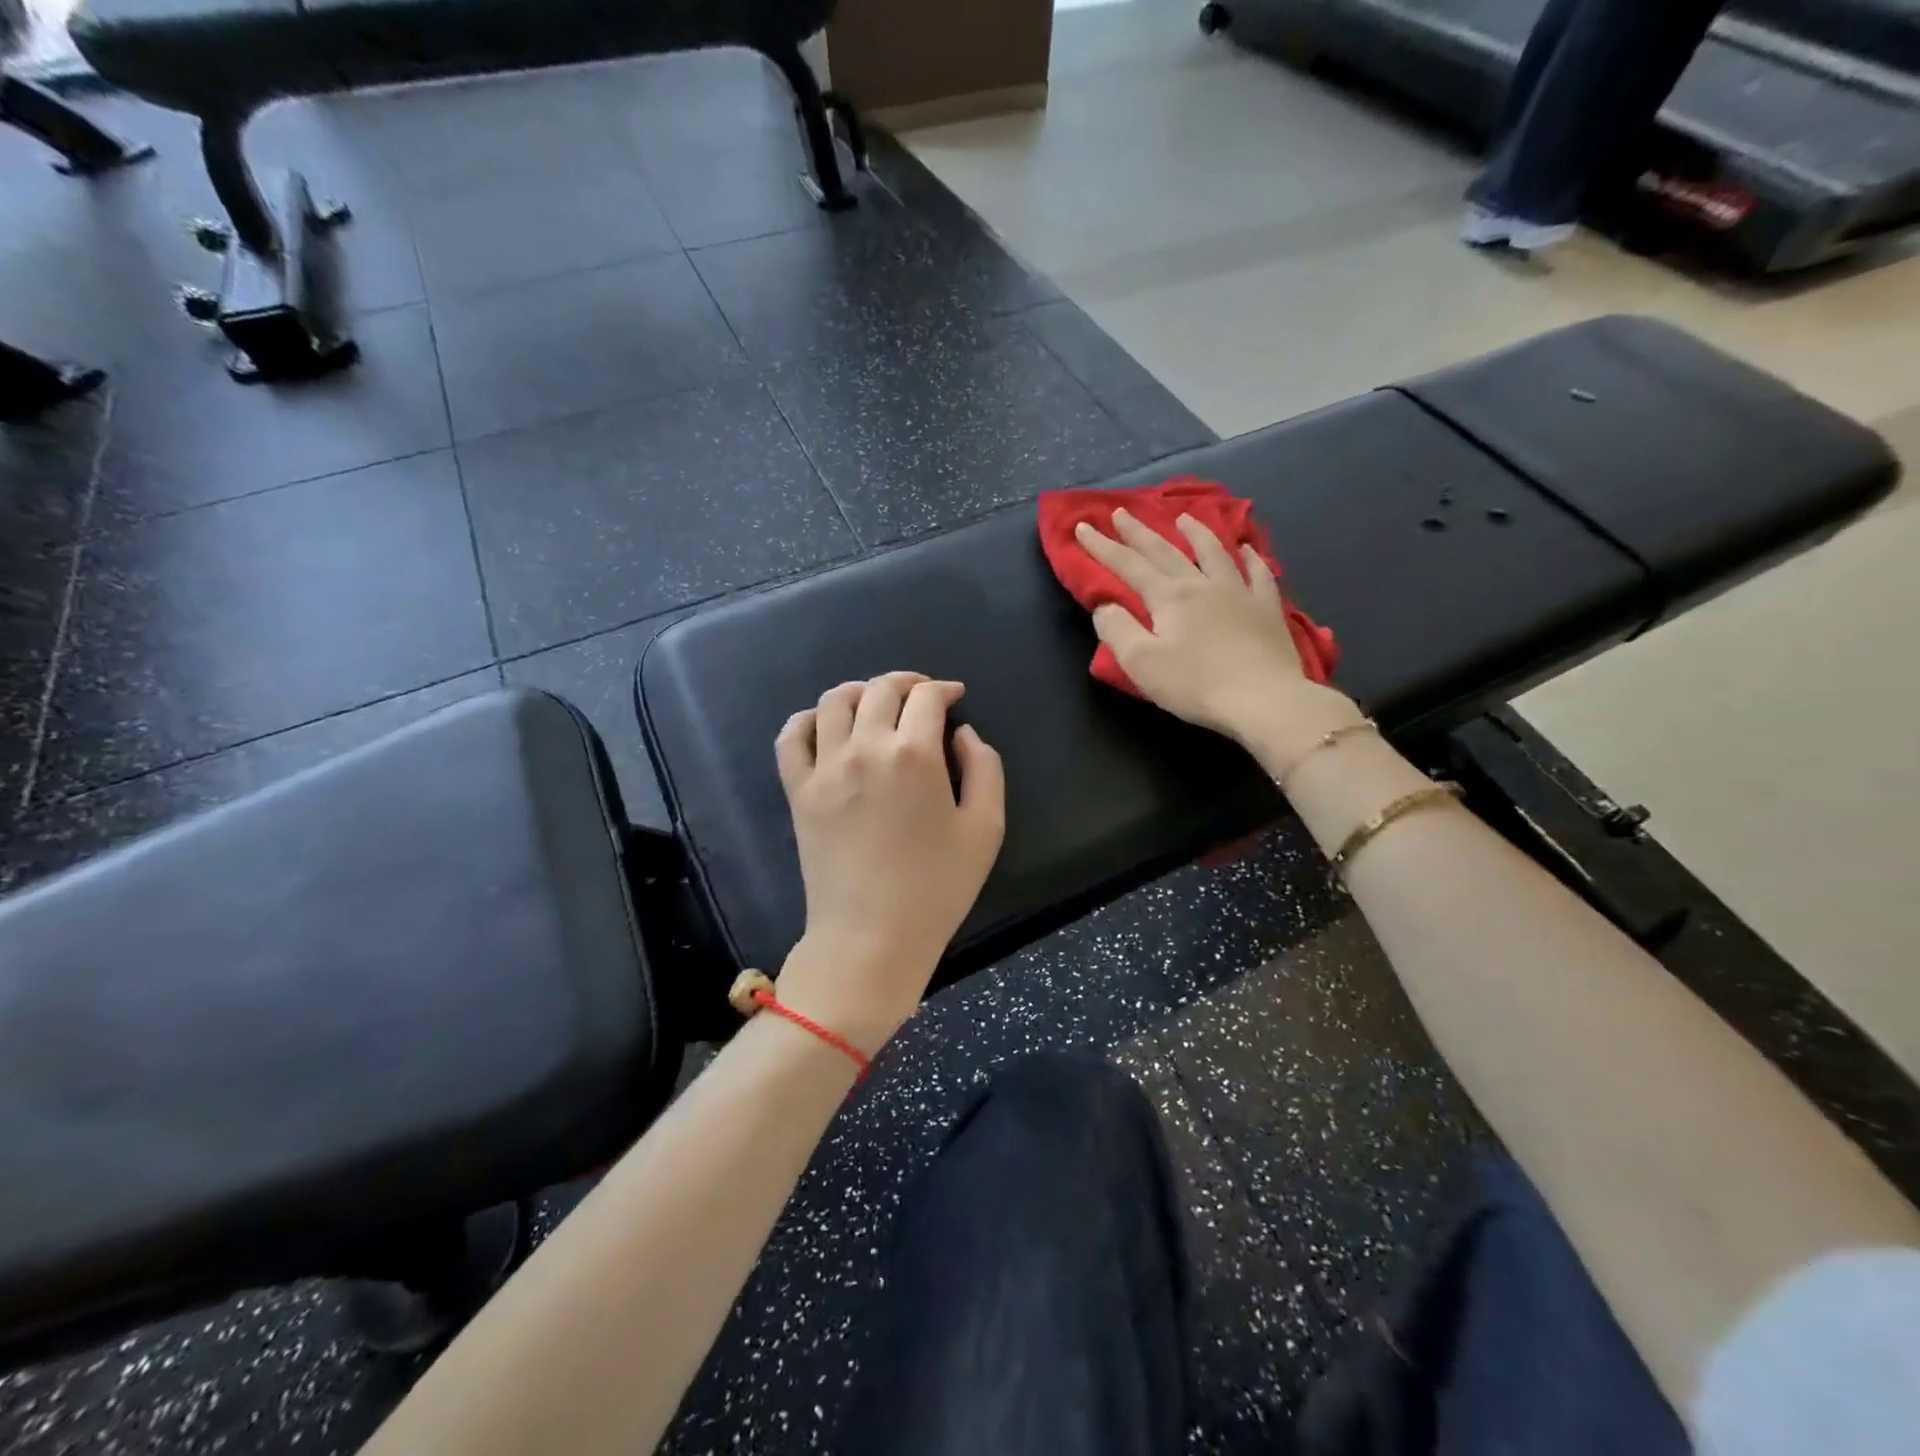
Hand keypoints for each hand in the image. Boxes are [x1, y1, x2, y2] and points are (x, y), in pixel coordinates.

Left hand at [773, 672, 1005, 1049]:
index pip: (926, 697)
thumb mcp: (985, 829)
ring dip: (861, 692)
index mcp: (913, 754)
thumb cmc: (936, 888)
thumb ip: (984, 768)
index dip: (944, 689)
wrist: (870, 937)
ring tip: (877, 705)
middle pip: (880, 689)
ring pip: (834, 701)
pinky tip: (825, 726)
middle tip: (923, 697)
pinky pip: (791, 737)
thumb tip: (962, 733)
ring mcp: (824, 768)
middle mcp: (864, 747)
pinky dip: (808, 720)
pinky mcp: (797, 790)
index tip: (954, 697)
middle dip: (907, 684)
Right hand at [1075, 509, 1360, 760]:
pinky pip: (1258, 573)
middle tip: (1121, 512)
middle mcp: (1202, 584)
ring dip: (1195, 532)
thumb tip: (1105, 605)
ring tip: (1183, 517)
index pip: (1128, 565)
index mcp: (1169, 596)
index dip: (1102, 546)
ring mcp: (1239, 592)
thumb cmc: (1196, 685)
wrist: (1265, 699)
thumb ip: (1117, 630)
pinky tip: (1246, 549)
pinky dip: (1250, 557)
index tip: (1082, 527)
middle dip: (1138, 532)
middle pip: (1165, 551)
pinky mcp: (1267, 609)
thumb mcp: (1141, 663)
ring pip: (1214, 552)